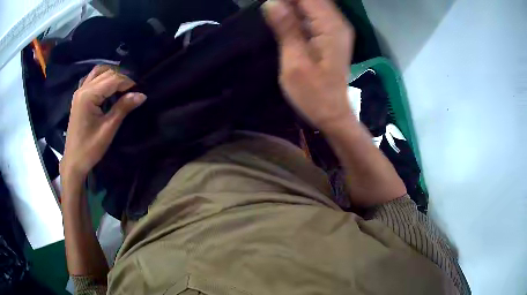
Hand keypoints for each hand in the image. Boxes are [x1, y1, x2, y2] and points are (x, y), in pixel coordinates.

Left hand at [60, 65, 145, 182]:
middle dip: (122, 78)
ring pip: (99, 72)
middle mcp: (83, 88)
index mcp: (88, 96)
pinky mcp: (79, 96)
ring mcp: (79, 91)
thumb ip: (123, 108)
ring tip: (122, 86)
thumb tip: (142, 95)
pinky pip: (92, 78)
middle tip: (133, 90)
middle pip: (106, 73)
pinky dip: (103, 77)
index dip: (128, 82)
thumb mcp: (108, 129)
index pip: (112, 79)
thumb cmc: (90, 148)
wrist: (74, 161)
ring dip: (112, 75)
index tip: (139, 90)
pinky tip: (108, 86)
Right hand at [263, 0, 354, 130]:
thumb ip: (286, 29)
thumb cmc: (313, 94)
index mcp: (330, 27)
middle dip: (290, 1)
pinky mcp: (332, 35)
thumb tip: (271, 2)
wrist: (333, 114)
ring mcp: (337, 29)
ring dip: (293, 5)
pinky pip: (315, 14)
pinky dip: (299, 11)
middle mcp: (338, 23)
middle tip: (269, 8)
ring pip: (314, 4)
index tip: (268, 4)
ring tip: (273, 12)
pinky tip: (284, 17)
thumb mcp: (295, 63)